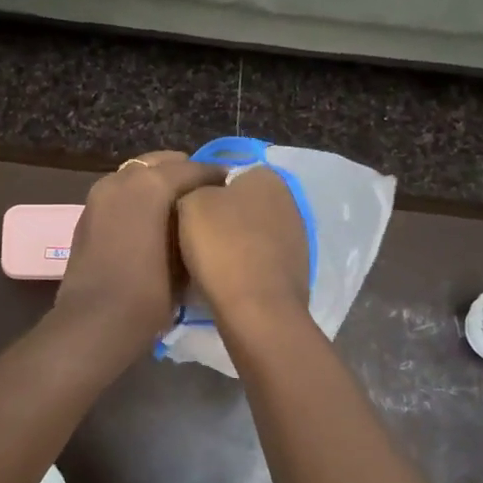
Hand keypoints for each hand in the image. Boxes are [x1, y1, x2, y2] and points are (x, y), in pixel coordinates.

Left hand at [54, 151, 226, 349]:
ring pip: (137, 175)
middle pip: (161, 163)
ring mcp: (100, 195)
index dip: (216, 177)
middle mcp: (122, 180)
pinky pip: (121, 193)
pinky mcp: (88, 214)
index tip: (233, 189)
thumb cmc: (149, 294)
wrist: (95, 324)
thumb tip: (202, 215)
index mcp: (151, 184)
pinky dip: (138, 198)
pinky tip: (153, 221)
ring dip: (158, 184)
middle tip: (206, 194)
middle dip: (184, 173)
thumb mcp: (186, 258)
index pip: (193, 169)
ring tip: (180, 208)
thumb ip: (195, 225)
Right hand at [176, 166, 310, 322]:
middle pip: (241, 204)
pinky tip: (226, 280)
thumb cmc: (222, 246)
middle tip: (192, 236)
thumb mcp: (190, 202)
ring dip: (233, 244)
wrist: (257, 309)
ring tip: (206, 263)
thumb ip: (196, 187)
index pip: (228, 173)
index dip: (203, 191)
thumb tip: (204, 194)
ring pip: (251, 233)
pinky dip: (245, 267)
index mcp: (266, 176)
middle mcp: (289, 199)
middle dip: (221, 217)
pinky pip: (260, 260)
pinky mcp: (295, 269)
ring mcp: (296, 236)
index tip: (186, 212)